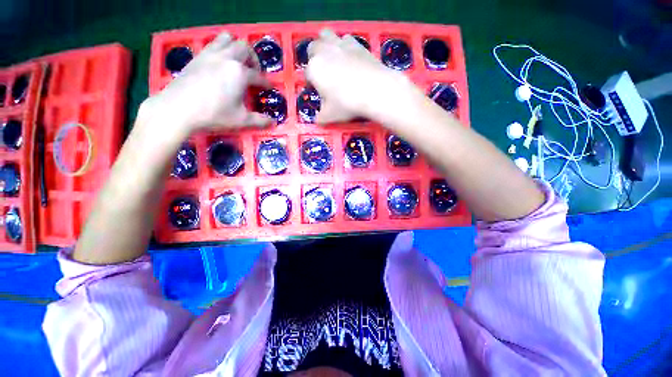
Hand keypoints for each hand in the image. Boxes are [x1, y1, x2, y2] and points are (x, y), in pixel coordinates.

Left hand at [141, 32, 271, 136]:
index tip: (269, 88)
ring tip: (237, 62)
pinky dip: (221, 48)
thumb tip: (273, 123)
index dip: (266, 83)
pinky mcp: (197, 56)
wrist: (178, 108)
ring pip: (228, 39)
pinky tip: (220, 62)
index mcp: (240, 73)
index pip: (258, 76)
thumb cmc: (213, 114)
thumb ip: (260, 121)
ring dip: (236, 48)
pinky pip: (212, 44)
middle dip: (253, 59)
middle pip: (245, 48)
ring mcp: (210, 54)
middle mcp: (227, 58)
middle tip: (253, 72)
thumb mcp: (241, 120)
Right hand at [306, 29, 414, 123]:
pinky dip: (344, 47)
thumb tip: (318, 120)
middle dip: (315, 59)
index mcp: (314, 69)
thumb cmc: (347, 103)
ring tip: (333, 59)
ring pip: (326, 35)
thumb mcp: (330, 116)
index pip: (307, 74)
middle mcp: (324, 52)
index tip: (320, 92)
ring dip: (326, 45)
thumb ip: (321, 117)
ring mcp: (340, 44)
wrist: (374, 90)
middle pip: (313, 48)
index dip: (312, 83)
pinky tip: (351, 59)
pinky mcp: (356, 43)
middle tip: (324, 73)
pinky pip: (345, 39)